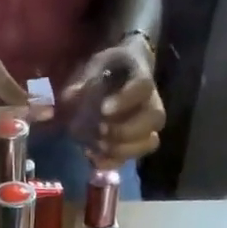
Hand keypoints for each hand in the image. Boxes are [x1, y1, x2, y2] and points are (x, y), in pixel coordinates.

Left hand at [60, 36, 164, 168]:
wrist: (118, 73)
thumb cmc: (107, 67)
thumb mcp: (94, 66)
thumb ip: (83, 80)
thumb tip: (71, 96)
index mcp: (142, 74)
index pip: (143, 86)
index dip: (126, 100)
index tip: (104, 108)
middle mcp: (152, 101)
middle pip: (155, 119)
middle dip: (126, 130)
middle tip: (101, 129)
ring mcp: (147, 124)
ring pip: (150, 142)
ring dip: (123, 149)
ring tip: (99, 145)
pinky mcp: (137, 142)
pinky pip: (134, 157)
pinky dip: (113, 162)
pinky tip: (94, 156)